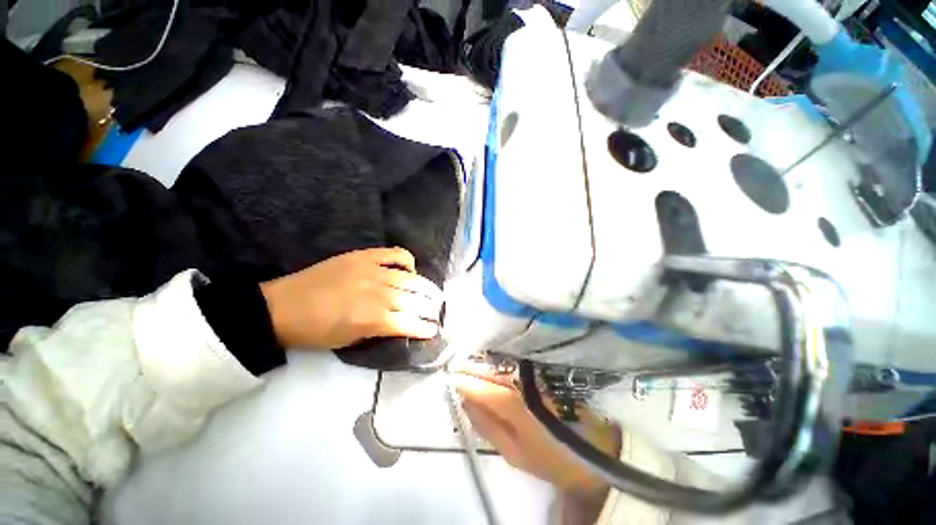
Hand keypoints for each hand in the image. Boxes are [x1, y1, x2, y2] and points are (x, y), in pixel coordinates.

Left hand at [259, 248, 442, 349]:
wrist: (282, 307)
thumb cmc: (315, 332)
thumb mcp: (349, 342)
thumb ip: (379, 332)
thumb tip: (401, 325)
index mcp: (374, 319)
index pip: (411, 323)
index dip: (426, 328)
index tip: (433, 330)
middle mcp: (379, 294)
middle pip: (416, 300)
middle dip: (431, 308)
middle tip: (437, 311)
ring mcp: (373, 271)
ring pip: (411, 279)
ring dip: (426, 288)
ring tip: (433, 293)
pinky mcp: (364, 257)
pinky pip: (396, 254)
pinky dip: (408, 260)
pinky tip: (410, 269)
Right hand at [453, 371, 620, 497]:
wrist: (598, 446)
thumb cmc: (553, 456)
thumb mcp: (515, 453)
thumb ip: (487, 426)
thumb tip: (464, 401)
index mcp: (510, 401)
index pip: (476, 384)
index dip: (461, 380)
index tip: (451, 377)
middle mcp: (519, 378)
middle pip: (487, 366)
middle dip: (469, 365)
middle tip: (457, 367)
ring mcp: (532, 370)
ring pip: (499, 358)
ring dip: (483, 359)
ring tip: (471, 361)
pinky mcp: (543, 366)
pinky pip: (514, 358)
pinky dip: (499, 358)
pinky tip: (493, 360)